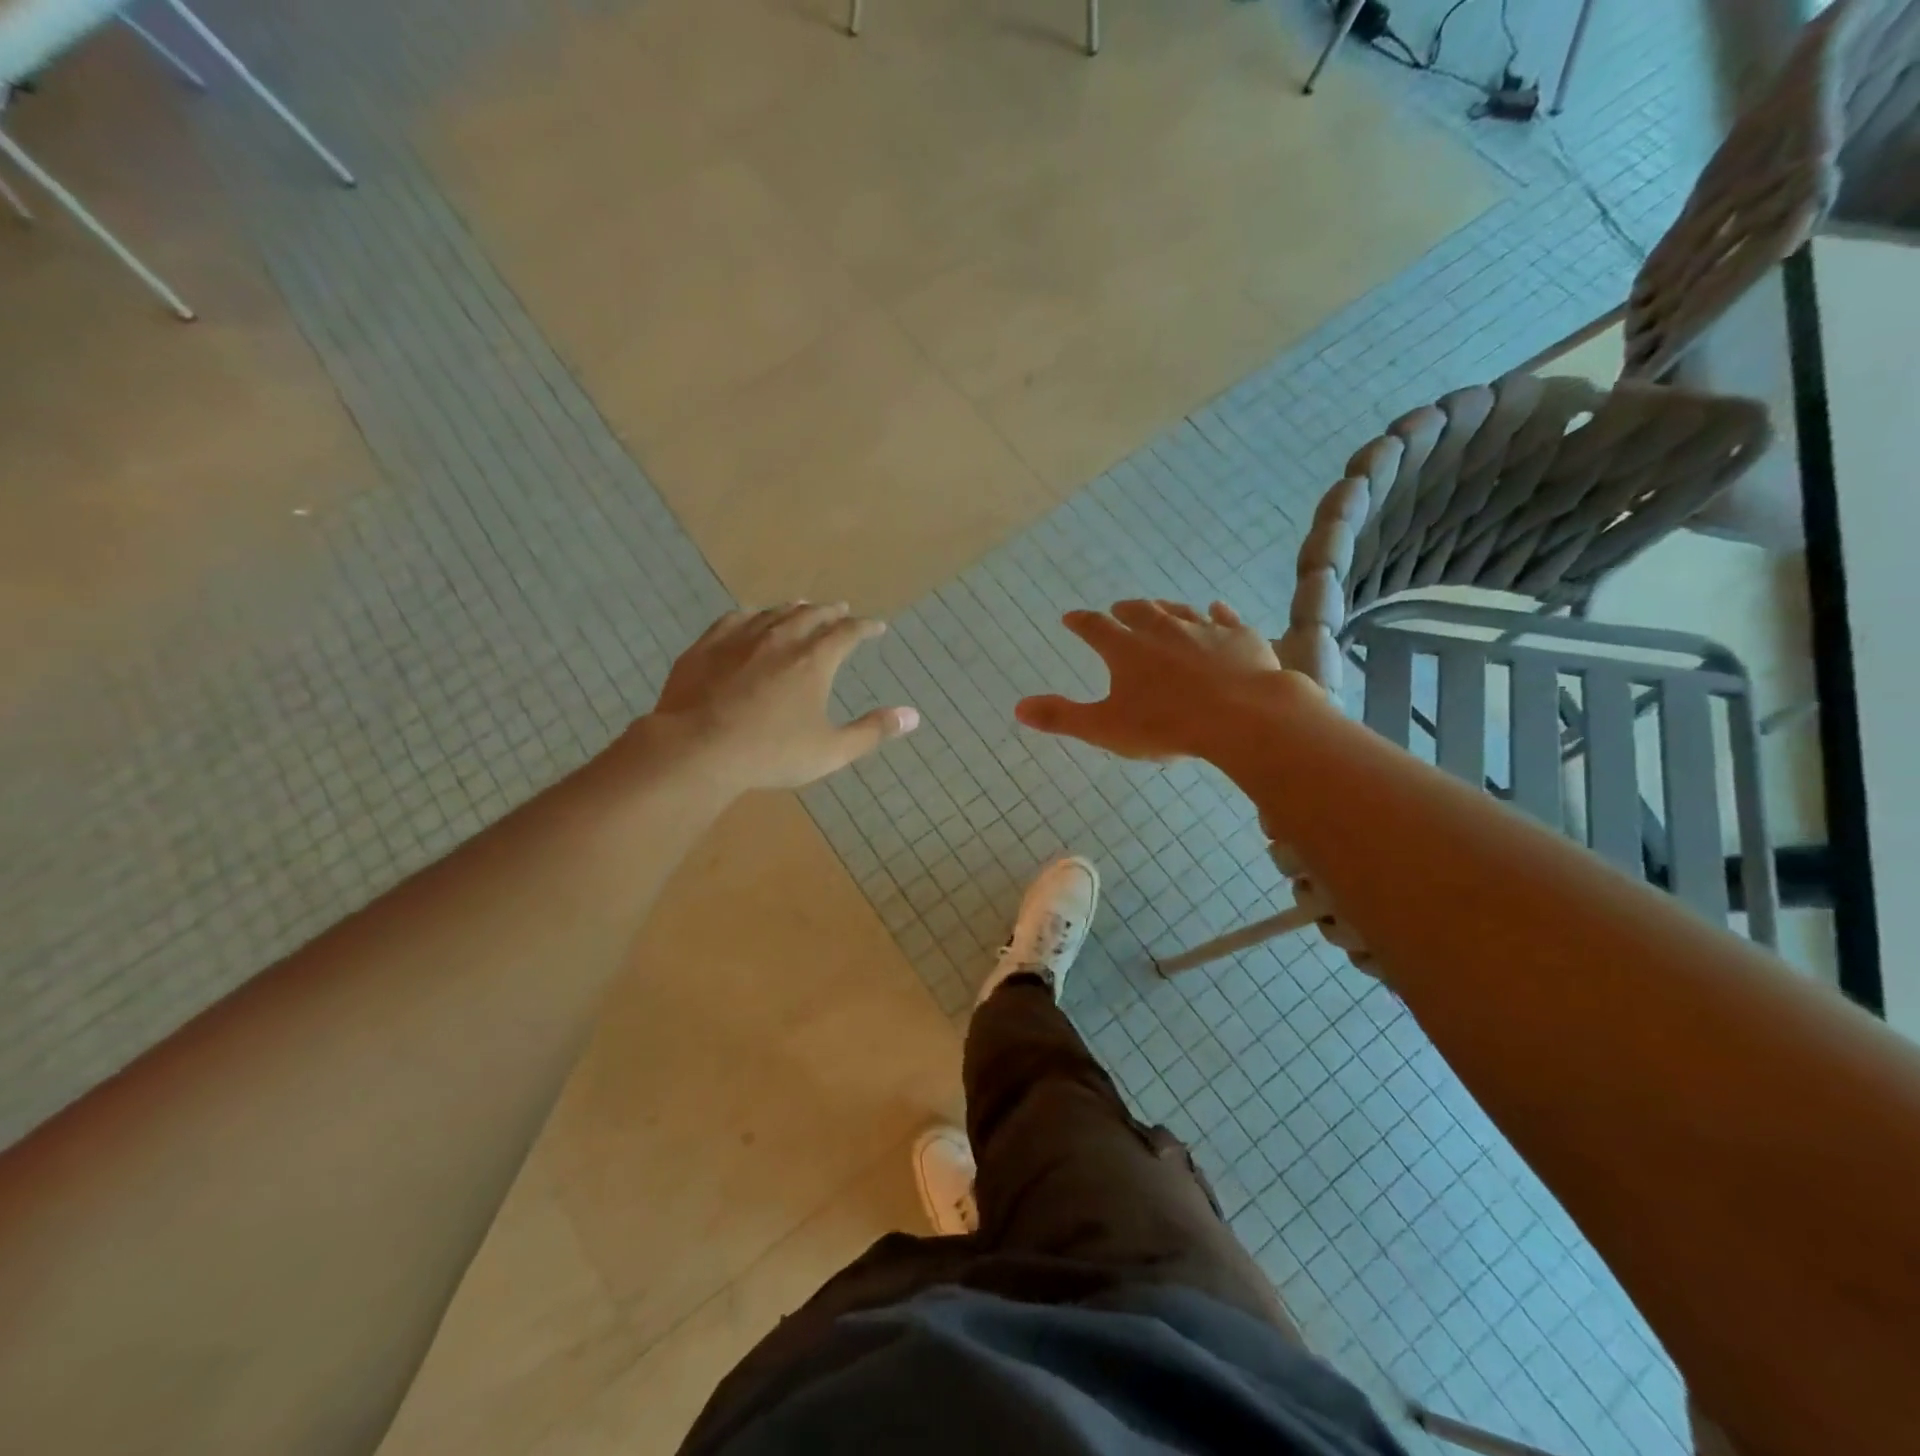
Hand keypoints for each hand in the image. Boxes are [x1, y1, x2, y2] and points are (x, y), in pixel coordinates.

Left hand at [647, 603, 918, 790]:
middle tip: (841, 609)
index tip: (877, 626)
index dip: (865, 627)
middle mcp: (780, 639)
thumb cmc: (771, 753)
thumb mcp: (831, 750)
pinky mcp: (706, 647)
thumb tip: (912, 716)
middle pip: (811, 615)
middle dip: (830, 612)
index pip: (848, 633)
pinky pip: (734, 619)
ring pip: (773, 613)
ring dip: (793, 608)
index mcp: (814, 660)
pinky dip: (751, 615)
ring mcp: (740, 639)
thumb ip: (872, 731)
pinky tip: (750, 617)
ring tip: (802, 606)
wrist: (697, 749)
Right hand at [1014, 599, 1286, 761]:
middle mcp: (1162, 629)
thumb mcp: (1105, 728)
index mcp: (1126, 649)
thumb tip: (1018, 708)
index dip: (1080, 622)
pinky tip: (1217, 609)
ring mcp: (1204, 629)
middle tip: (1117, 610)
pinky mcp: (1240, 637)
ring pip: (1179, 611)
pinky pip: (1225, 617)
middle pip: (1139, 612)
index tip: (1071, 618)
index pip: (1095, 627)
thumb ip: (1061, 717)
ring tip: (1159, 608)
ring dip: (1166, 609)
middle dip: (1124, 611)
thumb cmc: (1166, 725)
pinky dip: (1217, 613)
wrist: (1243, 717)